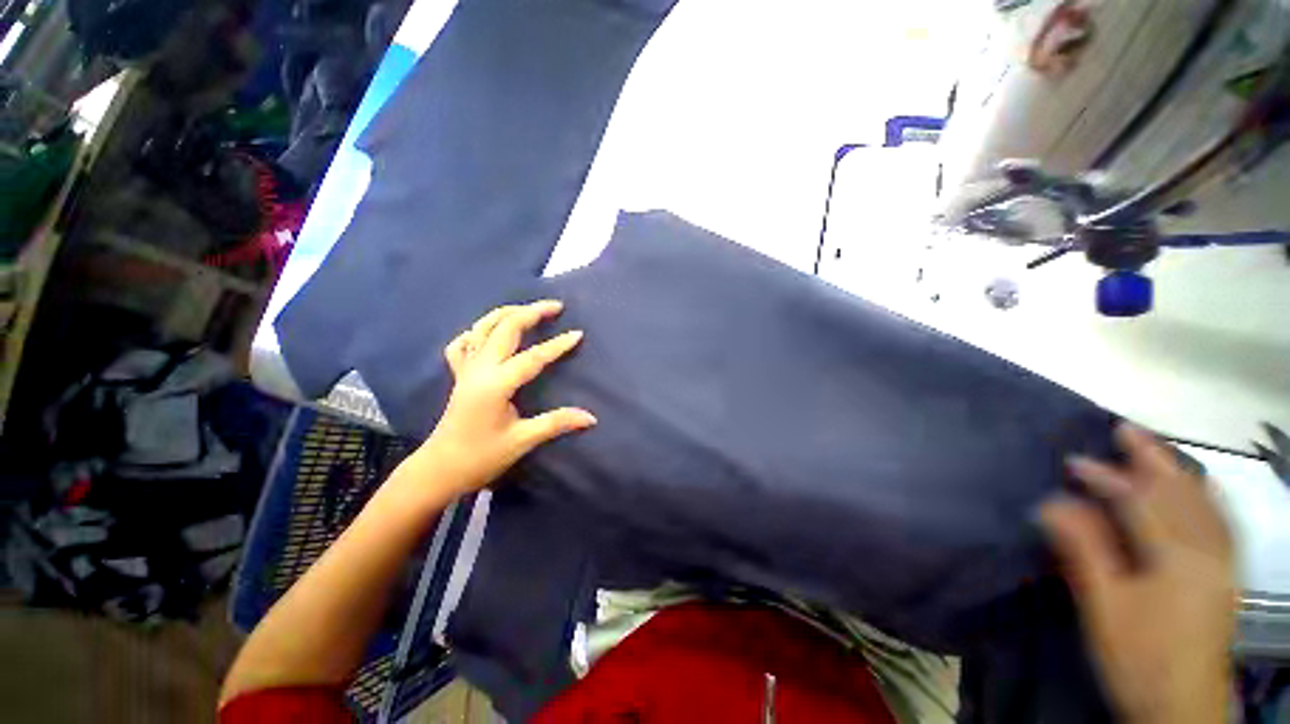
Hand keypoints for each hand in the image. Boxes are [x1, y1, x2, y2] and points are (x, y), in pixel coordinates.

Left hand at [418, 300, 595, 495]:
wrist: (440, 469)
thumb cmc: (481, 457)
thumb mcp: (522, 441)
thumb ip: (557, 423)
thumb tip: (591, 417)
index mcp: (496, 384)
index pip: (533, 357)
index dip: (557, 345)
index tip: (578, 334)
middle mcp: (479, 369)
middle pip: (504, 329)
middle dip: (531, 312)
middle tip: (556, 306)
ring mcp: (466, 369)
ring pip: (482, 328)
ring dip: (506, 313)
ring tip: (528, 309)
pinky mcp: (459, 375)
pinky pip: (463, 343)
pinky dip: (477, 331)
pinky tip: (488, 332)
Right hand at [1040, 424, 1235, 723]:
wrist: (1182, 709)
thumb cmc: (1138, 657)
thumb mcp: (1103, 607)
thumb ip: (1084, 551)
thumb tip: (1053, 503)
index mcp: (1177, 559)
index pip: (1140, 502)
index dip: (1106, 478)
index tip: (1073, 462)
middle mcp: (1208, 552)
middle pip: (1182, 494)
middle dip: (1153, 459)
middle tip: (1126, 430)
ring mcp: (1223, 564)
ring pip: (1205, 505)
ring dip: (1179, 473)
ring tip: (1158, 451)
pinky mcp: (1226, 577)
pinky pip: (1221, 523)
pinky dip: (1208, 498)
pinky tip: (1200, 489)